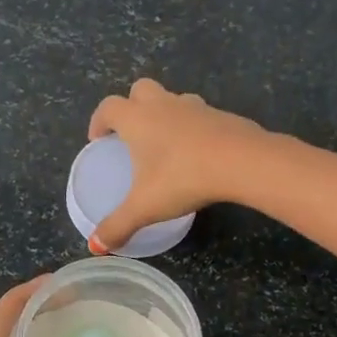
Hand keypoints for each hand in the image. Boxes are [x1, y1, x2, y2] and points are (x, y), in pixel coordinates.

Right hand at [85, 79, 270, 252]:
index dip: (98, 121)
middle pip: (140, 89)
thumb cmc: (183, 178)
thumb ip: (118, 226)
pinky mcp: (222, 115)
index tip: (97, 139)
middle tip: (131, 134)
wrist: (241, 162)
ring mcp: (195, 106)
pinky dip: (192, 127)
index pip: (108, 108)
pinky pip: (199, 115)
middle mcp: (163, 105)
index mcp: (137, 119)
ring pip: (173, 99)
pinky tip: (197, 153)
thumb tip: (96, 246)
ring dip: (164, 113)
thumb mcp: (145, 207)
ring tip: (165, 143)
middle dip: (131, 105)